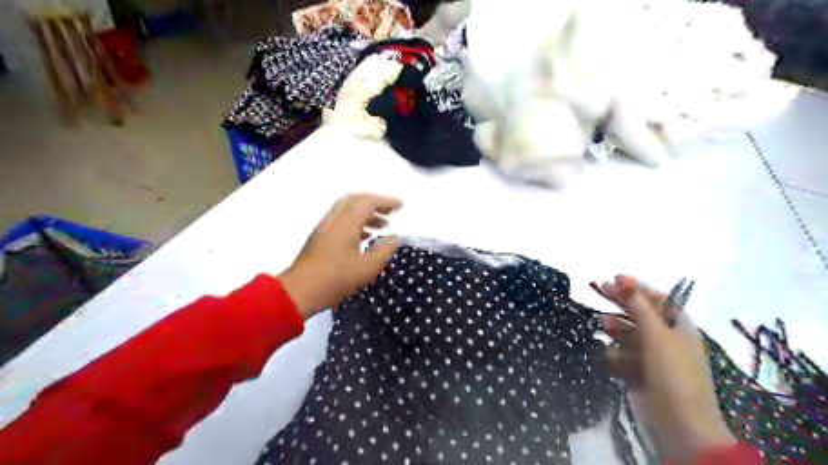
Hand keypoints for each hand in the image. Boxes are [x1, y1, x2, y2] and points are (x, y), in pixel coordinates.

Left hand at [279, 192, 402, 319]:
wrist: (300, 292)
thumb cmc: (336, 279)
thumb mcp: (367, 268)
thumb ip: (384, 250)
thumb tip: (394, 238)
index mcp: (346, 223)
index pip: (367, 202)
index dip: (386, 202)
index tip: (400, 206)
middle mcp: (334, 220)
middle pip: (355, 201)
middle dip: (375, 203)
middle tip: (391, 211)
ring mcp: (324, 228)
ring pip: (347, 211)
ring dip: (366, 214)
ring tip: (382, 225)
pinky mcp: (319, 238)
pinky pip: (341, 221)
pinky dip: (356, 223)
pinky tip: (365, 237)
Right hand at [596, 276, 735, 460]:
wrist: (678, 427)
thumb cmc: (673, 374)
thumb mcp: (657, 335)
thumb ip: (638, 306)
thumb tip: (622, 279)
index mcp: (679, 327)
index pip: (657, 299)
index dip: (637, 287)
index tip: (614, 278)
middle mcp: (665, 339)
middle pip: (639, 313)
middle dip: (621, 303)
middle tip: (599, 289)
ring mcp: (651, 357)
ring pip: (627, 333)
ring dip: (616, 328)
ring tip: (605, 327)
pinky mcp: (637, 373)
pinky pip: (622, 355)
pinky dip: (616, 354)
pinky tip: (614, 360)